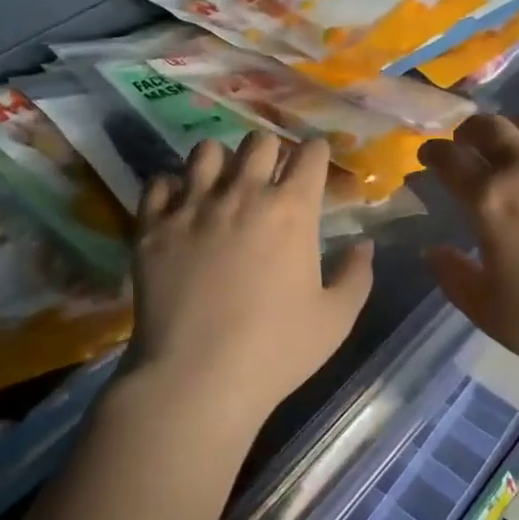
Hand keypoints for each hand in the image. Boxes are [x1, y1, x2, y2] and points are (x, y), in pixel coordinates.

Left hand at [128, 133, 374, 429]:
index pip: (309, 154)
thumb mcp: (335, 320)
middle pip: (258, 141)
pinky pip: (159, 182)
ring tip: (220, 186)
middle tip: (268, 179)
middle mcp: (243, 193)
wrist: (196, 378)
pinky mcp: (153, 225)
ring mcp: (193, 205)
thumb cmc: (275, 351)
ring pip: (206, 150)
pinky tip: (178, 208)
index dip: (315, 154)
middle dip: (269, 153)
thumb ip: (356, 275)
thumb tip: (365, 244)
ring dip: (220, 163)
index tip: (313, 165)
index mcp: (291, 210)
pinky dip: (171, 189)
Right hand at [418, 113, 518, 390]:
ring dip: (518, 126)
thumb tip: (434, 249)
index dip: (433, 152)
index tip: (428, 156)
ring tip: (517, 142)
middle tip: (466, 143)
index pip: (450, 159)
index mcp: (492, 201)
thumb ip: (453, 276)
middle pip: (491, 127)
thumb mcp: (488, 312)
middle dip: (470, 131)